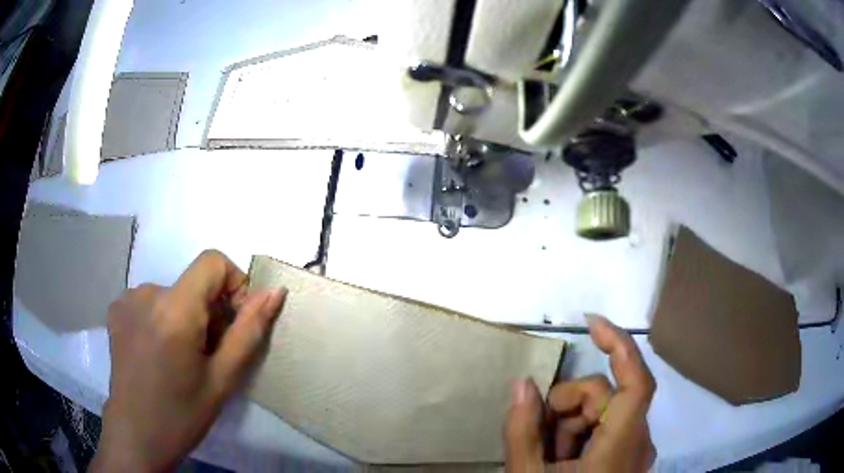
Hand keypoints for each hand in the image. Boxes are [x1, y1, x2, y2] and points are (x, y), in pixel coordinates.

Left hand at [91, 250, 285, 471]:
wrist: (136, 435)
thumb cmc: (182, 414)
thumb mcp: (222, 379)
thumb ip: (248, 331)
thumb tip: (274, 292)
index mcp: (175, 310)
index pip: (213, 261)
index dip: (233, 284)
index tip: (234, 323)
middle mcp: (147, 293)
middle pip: (193, 283)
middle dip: (210, 311)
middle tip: (208, 355)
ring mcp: (127, 299)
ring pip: (173, 293)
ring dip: (186, 317)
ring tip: (181, 358)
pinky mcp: (116, 309)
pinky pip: (151, 301)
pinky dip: (163, 318)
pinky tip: (158, 352)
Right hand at [504, 315, 656, 471]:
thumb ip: (522, 431)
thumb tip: (521, 383)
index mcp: (621, 446)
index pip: (637, 381)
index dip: (619, 344)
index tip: (590, 322)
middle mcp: (638, 442)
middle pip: (608, 396)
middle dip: (567, 405)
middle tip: (538, 432)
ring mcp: (636, 450)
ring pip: (605, 412)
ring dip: (570, 424)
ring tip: (547, 455)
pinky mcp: (629, 457)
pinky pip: (607, 429)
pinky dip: (580, 435)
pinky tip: (561, 459)